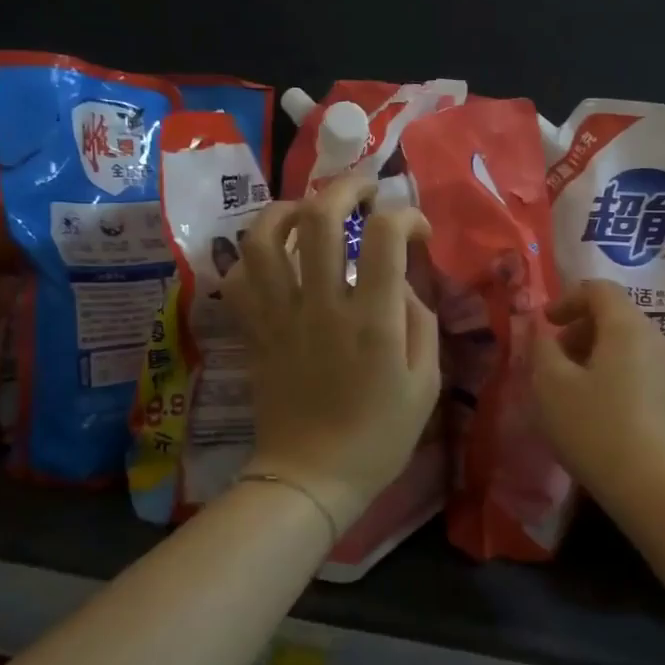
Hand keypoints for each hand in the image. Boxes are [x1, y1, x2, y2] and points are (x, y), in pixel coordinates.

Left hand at [224, 176, 440, 538]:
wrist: (311, 476)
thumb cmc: (379, 436)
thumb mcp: (426, 383)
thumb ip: (418, 320)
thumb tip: (397, 279)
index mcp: (371, 321)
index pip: (384, 235)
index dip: (405, 215)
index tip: (416, 229)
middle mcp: (320, 306)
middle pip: (318, 218)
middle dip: (345, 188)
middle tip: (365, 191)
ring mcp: (279, 317)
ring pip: (263, 239)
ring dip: (287, 210)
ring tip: (309, 211)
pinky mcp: (254, 331)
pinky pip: (238, 279)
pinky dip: (253, 257)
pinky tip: (275, 257)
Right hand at [532, 279, 664, 520]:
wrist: (655, 489)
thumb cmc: (595, 428)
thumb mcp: (551, 385)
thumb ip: (541, 348)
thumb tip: (542, 332)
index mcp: (627, 327)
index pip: (598, 290)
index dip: (566, 299)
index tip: (544, 325)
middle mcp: (655, 340)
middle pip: (614, 316)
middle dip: (577, 329)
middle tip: (552, 358)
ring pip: (625, 344)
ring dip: (592, 353)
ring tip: (568, 387)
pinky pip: (637, 369)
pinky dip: (610, 373)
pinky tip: (594, 409)